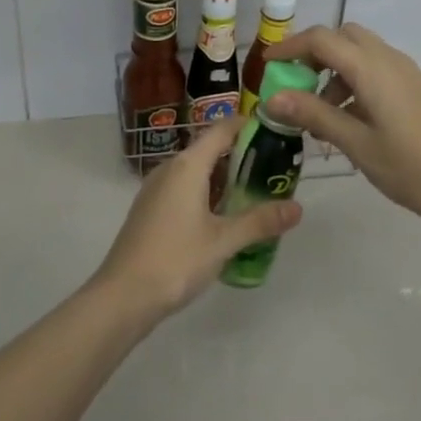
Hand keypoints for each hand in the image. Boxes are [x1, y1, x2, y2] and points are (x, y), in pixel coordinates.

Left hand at [92, 119, 301, 319]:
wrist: (123, 294)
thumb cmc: (176, 260)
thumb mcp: (223, 241)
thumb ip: (260, 222)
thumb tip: (297, 207)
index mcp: (188, 165)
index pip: (221, 129)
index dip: (247, 125)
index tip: (275, 131)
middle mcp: (170, 167)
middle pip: (209, 148)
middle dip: (240, 155)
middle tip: (273, 168)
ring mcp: (157, 187)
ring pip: (196, 170)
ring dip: (223, 176)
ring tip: (254, 192)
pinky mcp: (151, 207)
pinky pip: (184, 187)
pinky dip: (206, 192)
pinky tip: (222, 216)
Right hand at [265, 23, 420, 235]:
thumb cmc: (409, 168)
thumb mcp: (355, 143)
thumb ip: (313, 114)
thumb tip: (271, 97)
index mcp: (371, 68)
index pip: (321, 38)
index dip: (290, 47)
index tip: (267, 66)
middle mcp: (389, 59)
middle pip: (342, 37)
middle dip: (314, 53)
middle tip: (295, 83)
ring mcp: (406, 72)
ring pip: (360, 52)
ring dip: (334, 70)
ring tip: (320, 114)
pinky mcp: (416, 87)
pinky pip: (377, 68)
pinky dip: (355, 80)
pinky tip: (350, 120)